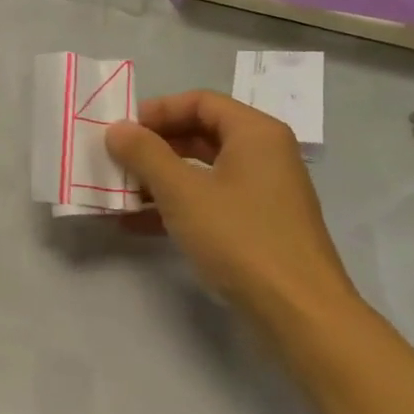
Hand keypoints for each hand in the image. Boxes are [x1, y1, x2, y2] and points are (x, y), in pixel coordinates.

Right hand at [105, 91, 357, 328]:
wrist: (297, 311)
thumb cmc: (240, 238)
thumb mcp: (182, 192)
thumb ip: (145, 154)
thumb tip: (117, 128)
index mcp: (255, 134)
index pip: (199, 101)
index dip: (157, 110)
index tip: (121, 131)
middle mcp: (263, 155)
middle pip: (200, 133)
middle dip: (154, 146)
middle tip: (115, 159)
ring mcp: (262, 192)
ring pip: (201, 170)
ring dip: (158, 177)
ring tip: (119, 192)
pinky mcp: (256, 225)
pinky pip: (209, 200)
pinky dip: (175, 205)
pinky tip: (136, 223)